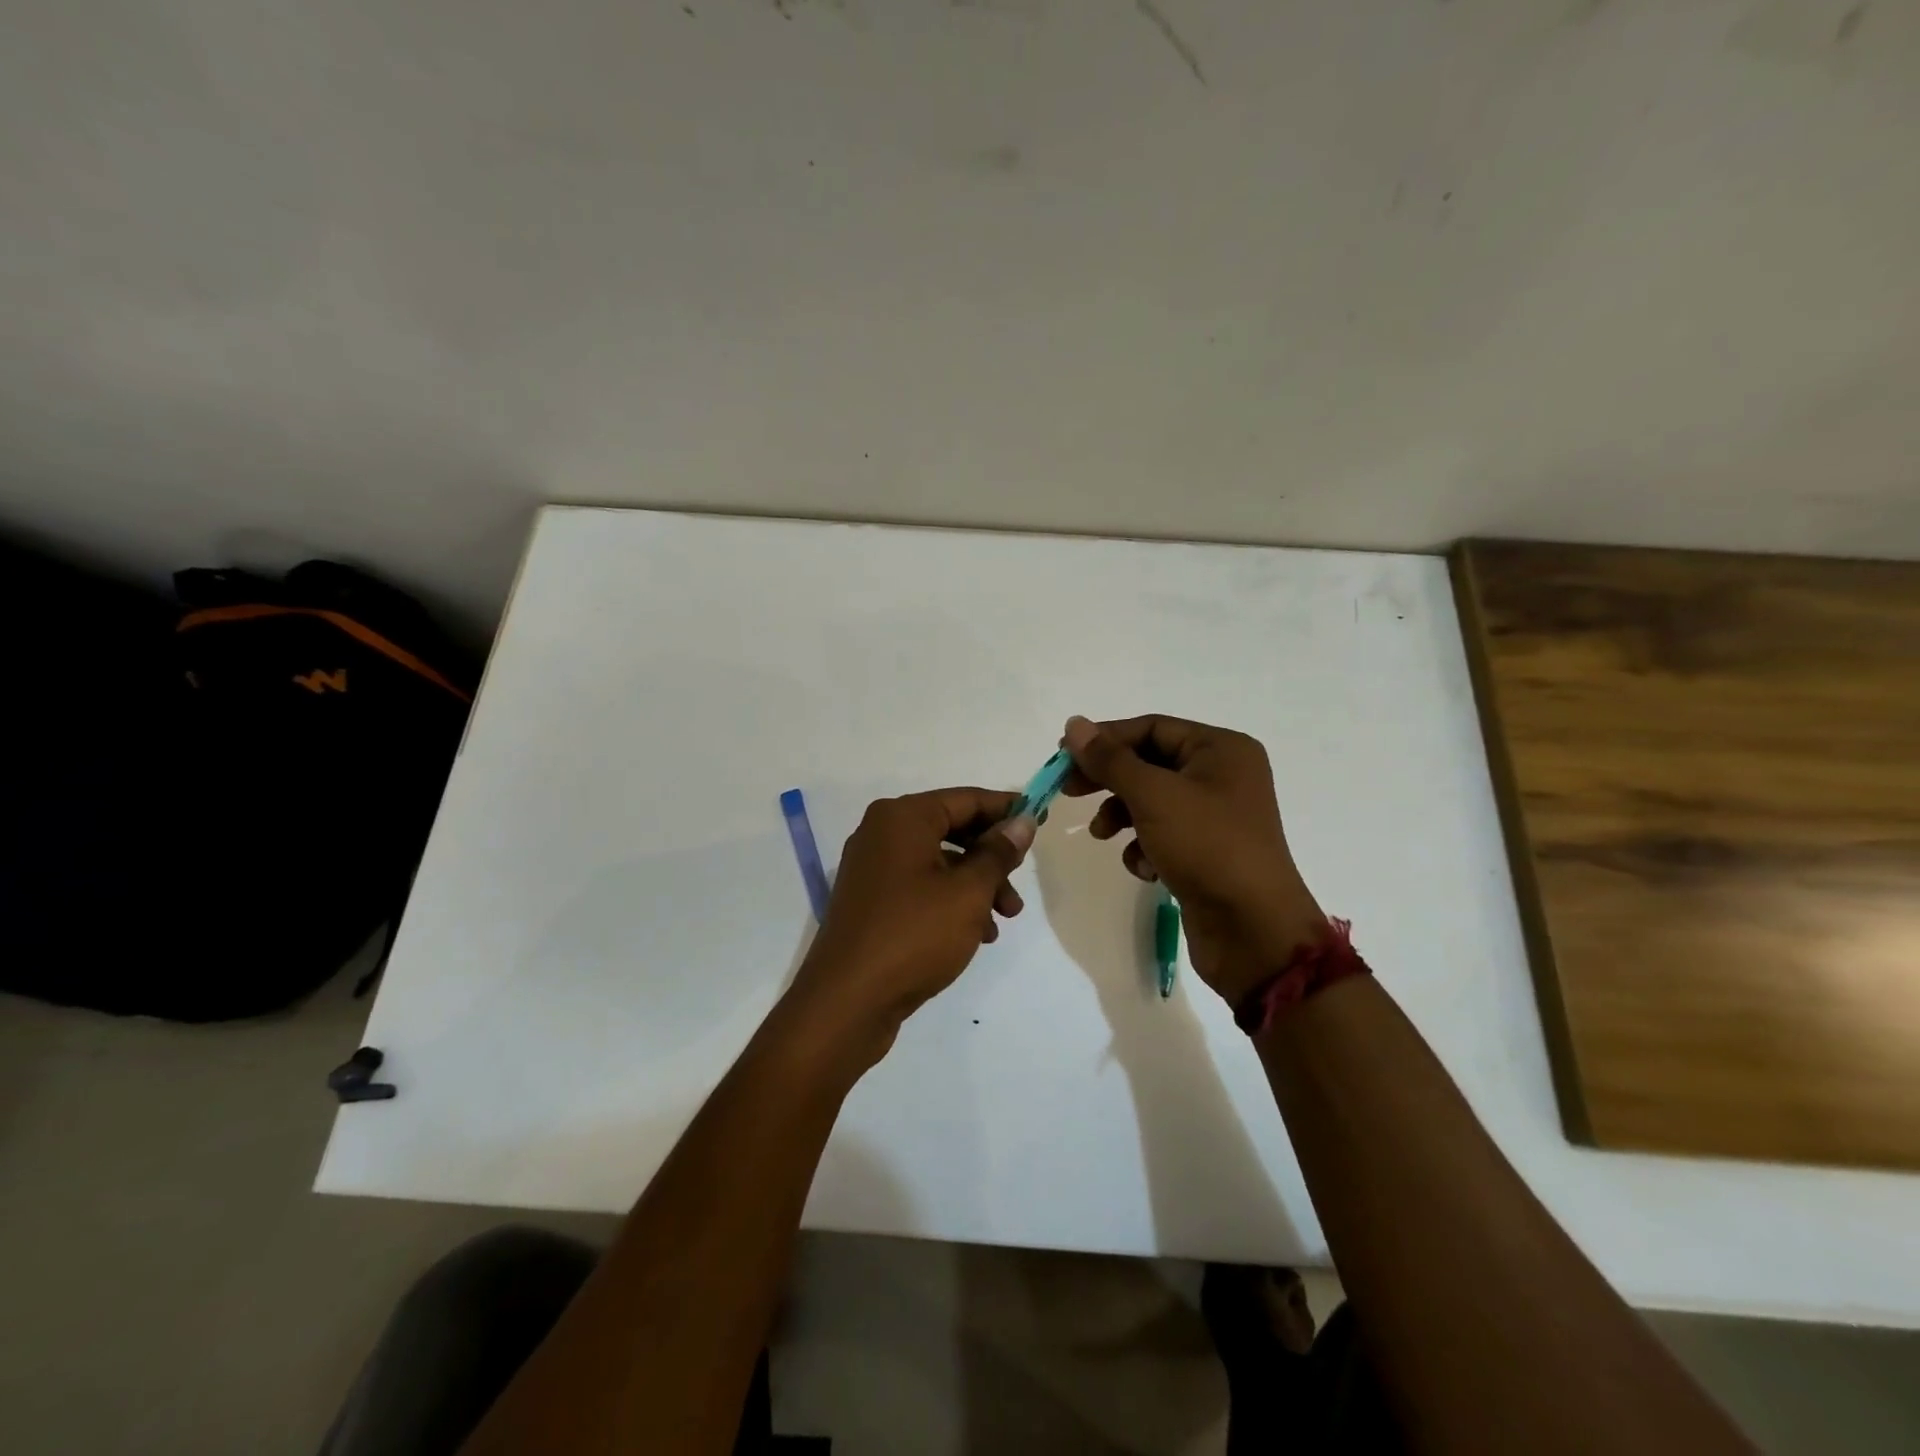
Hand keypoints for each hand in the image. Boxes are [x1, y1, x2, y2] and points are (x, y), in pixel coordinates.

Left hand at [784, 788, 1034, 1063]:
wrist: (847, 1002)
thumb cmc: (914, 935)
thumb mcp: (968, 892)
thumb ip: (998, 853)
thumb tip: (1022, 822)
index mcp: (902, 818)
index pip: (966, 799)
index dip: (1006, 809)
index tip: (1041, 819)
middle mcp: (882, 833)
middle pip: (952, 829)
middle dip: (992, 857)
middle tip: (1021, 882)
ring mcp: (873, 868)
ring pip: (940, 862)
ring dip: (977, 885)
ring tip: (1005, 919)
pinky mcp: (871, 902)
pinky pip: (921, 887)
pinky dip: (951, 902)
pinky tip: (977, 935)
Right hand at [1062, 714, 1325, 1003]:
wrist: (1254, 930)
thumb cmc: (1207, 847)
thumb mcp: (1153, 796)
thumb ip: (1110, 759)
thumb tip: (1074, 725)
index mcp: (1221, 749)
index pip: (1151, 728)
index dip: (1105, 739)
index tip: (1063, 756)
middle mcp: (1223, 775)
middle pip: (1149, 763)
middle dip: (1109, 779)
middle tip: (1069, 791)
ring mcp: (1216, 816)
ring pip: (1151, 801)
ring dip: (1121, 816)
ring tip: (1102, 835)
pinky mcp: (1207, 851)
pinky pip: (1164, 834)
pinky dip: (1145, 847)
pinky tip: (1143, 868)